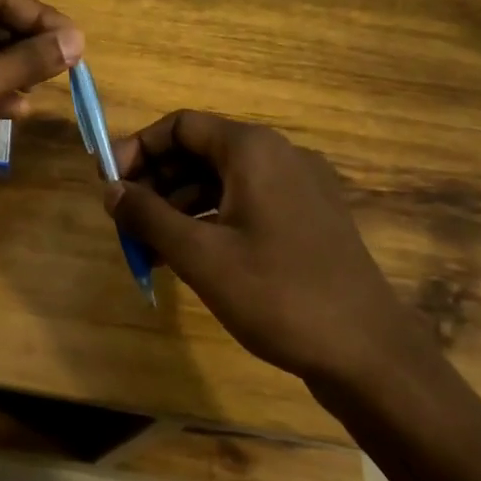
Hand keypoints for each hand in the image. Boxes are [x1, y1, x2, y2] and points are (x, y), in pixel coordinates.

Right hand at [105, 111, 434, 390]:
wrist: (370, 354)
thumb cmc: (278, 294)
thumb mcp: (201, 256)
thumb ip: (148, 216)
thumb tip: (109, 190)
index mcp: (253, 149)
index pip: (181, 126)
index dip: (138, 148)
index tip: (109, 182)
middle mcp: (278, 155)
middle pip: (201, 150)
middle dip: (156, 181)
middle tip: (124, 218)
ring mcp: (299, 187)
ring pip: (222, 180)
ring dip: (180, 205)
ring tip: (148, 245)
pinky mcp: (308, 218)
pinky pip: (246, 203)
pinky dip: (211, 220)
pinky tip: (188, 256)